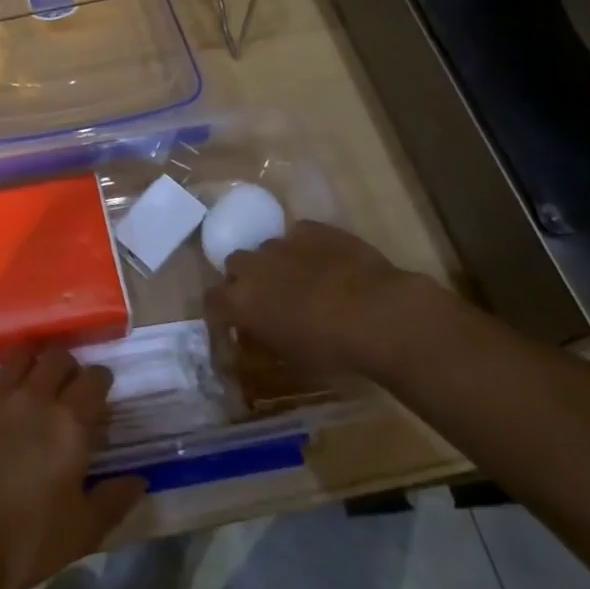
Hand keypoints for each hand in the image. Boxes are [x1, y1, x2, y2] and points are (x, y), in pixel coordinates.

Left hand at [0, 345, 146, 588]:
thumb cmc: (23, 543)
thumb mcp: (81, 533)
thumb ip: (114, 500)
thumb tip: (140, 479)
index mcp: (68, 422)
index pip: (94, 378)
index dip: (100, 381)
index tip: (100, 393)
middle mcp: (32, 396)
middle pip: (56, 356)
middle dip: (66, 367)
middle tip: (65, 388)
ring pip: (17, 358)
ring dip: (28, 367)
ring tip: (27, 388)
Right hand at [206, 219, 441, 382]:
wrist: (378, 314)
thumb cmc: (332, 349)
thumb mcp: (293, 359)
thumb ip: (268, 341)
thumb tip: (260, 337)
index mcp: (242, 301)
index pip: (212, 301)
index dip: (220, 312)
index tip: (231, 323)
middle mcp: (254, 266)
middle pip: (236, 265)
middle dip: (247, 278)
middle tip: (268, 298)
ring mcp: (283, 242)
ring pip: (268, 248)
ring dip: (277, 263)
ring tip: (303, 280)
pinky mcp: (313, 229)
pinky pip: (300, 235)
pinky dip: (306, 248)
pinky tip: (327, 263)